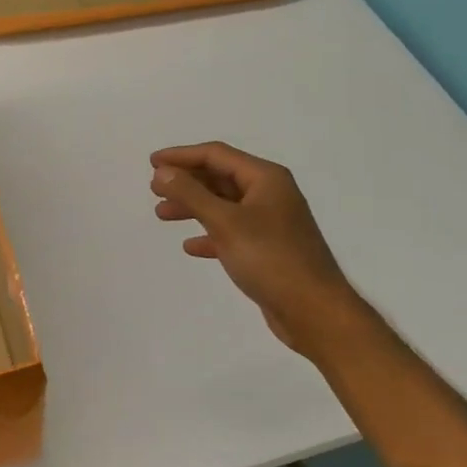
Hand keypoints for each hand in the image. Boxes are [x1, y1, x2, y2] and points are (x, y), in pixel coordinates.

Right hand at [150, 141, 359, 356]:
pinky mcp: (269, 249)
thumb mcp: (225, 222)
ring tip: (162, 214)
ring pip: (224, 206)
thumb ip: (191, 194)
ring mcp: (271, 223)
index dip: (182, 156)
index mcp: (266, 179)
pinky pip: (232, 232)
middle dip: (186, 181)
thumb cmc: (271, 259)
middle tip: (154, 189)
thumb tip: (162, 172)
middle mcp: (270, 194)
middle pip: (220, 178)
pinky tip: (191, 246)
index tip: (152, 163)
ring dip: (193, 207)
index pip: (217, 155)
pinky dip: (210, 234)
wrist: (314, 311)